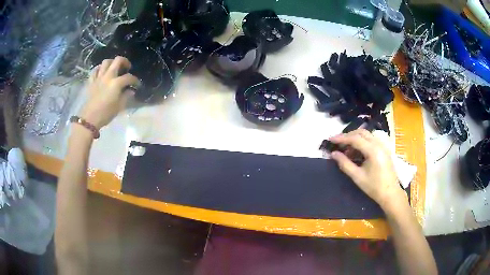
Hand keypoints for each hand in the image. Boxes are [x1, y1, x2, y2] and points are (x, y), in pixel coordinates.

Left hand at [79, 56, 139, 128]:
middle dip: (125, 62)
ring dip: (112, 63)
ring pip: (106, 62)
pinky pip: (95, 70)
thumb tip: (131, 91)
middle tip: (127, 67)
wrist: (89, 119)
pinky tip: (102, 72)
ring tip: (114, 68)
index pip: (129, 77)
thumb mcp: (119, 107)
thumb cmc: (106, 114)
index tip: (137, 85)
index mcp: (116, 83)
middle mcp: (108, 76)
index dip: (135, 80)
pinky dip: (99, 69)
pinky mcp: (91, 81)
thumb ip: (126, 96)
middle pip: (117, 61)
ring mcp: (99, 77)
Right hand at [330, 129, 405, 209]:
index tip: (330, 139)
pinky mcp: (384, 149)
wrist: (390, 193)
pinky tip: (357, 152)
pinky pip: (371, 140)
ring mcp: (383, 145)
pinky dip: (362, 142)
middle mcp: (379, 144)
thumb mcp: (357, 177)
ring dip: (355, 139)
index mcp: (373, 150)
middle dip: (348, 136)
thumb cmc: (374, 187)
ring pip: (366, 135)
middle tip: (338, 143)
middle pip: (361, 132)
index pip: (355, 139)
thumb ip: (345, 164)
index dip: (342, 138)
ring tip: (346, 150)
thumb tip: (333, 154)